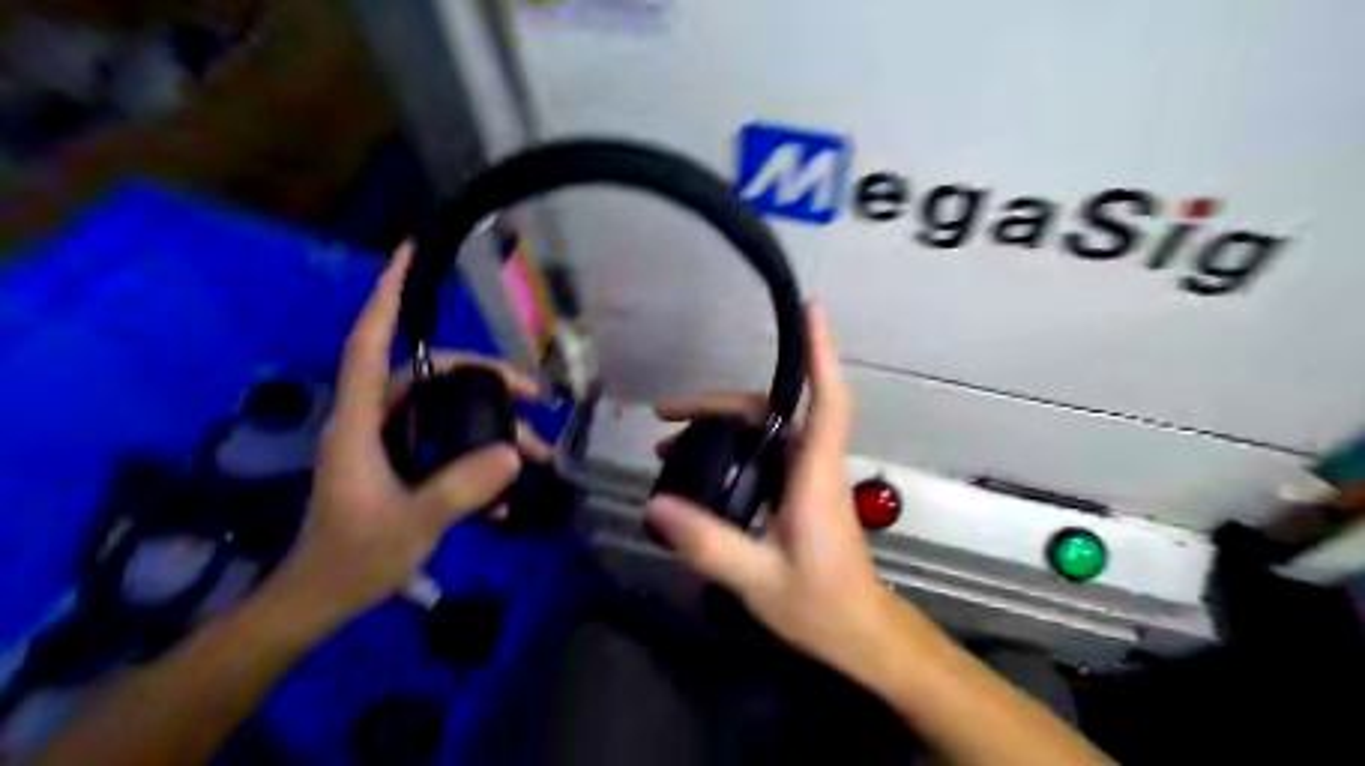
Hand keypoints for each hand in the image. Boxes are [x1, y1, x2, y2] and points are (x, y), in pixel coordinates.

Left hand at [268, 248, 538, 623]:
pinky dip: (479, 453)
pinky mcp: (402, 463)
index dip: (386, 296)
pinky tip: (507, 487)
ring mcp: (388, 443)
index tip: (407, 254)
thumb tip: (514, 451)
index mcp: (360, 422)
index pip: (369, 343)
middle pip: (430, 375)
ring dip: (491, 421)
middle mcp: (373, 421)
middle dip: (484, 377)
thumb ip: (462, 488)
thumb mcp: (412, 526)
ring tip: (537, 445)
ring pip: (446, 409)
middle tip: (532, 394)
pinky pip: (448, 440)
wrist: (320, 601)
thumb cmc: (351, 561)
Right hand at [646, 302, 903, 674]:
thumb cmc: (821, 605)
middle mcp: (815, 466)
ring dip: (722, 427)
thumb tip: (654, 505)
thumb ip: (708, 543)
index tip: (812, 310)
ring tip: (670, 443)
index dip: (822, 353)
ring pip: (767, 431)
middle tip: (666, 416)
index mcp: (815, 475)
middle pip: (775, 411)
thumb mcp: (758, 579)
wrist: (859, 633)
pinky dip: (732, 450)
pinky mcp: (800, 494)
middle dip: (721, 404)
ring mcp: (808, 479)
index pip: (828, 400)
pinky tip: (701, 469)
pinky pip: (765, 454)